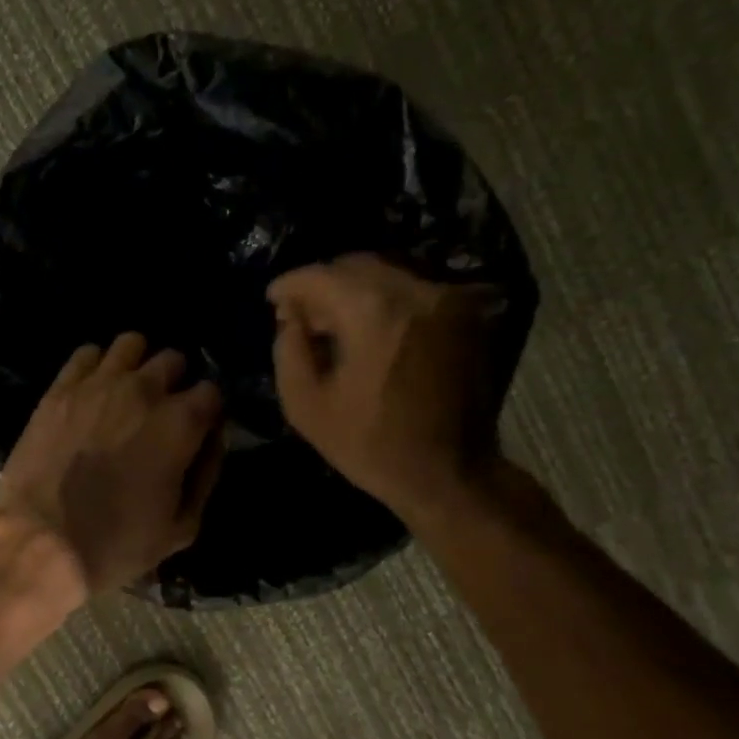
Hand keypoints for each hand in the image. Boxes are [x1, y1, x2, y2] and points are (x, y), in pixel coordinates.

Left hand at [0, 334, 224, 592]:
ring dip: (137, 364)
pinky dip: (96, 365)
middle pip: (173, 360)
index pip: (211, 391)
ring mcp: (98, 384)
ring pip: (131, 344)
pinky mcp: (60, 389)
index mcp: (180, 424)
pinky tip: (93, 388)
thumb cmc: (117, 543)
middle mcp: (143, 391)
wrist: (43, 541)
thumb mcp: (181, 527)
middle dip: (174, 382)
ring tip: (128, 391)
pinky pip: (86, 353)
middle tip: (161, 411)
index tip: (197, 429)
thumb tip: (213, 439)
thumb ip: (206, 475)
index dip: (207, 411)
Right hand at [268, 254, 505, 518]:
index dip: (288, 285)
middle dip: (322, 285)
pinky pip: (414, 291)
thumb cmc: (371, 445)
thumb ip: (288, 348)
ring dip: (354, 291)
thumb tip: (290, 317)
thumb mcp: (305, 405)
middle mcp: (416, 291)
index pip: (319, 275)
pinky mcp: (467, 315)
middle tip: (301, 315)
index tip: (271, 299)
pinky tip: (370, 331)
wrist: (450, 473)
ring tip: (334, 324)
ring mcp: (448, 300)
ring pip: (387, 274)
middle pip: (355, 265)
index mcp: (373, 311)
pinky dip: (385, 301)